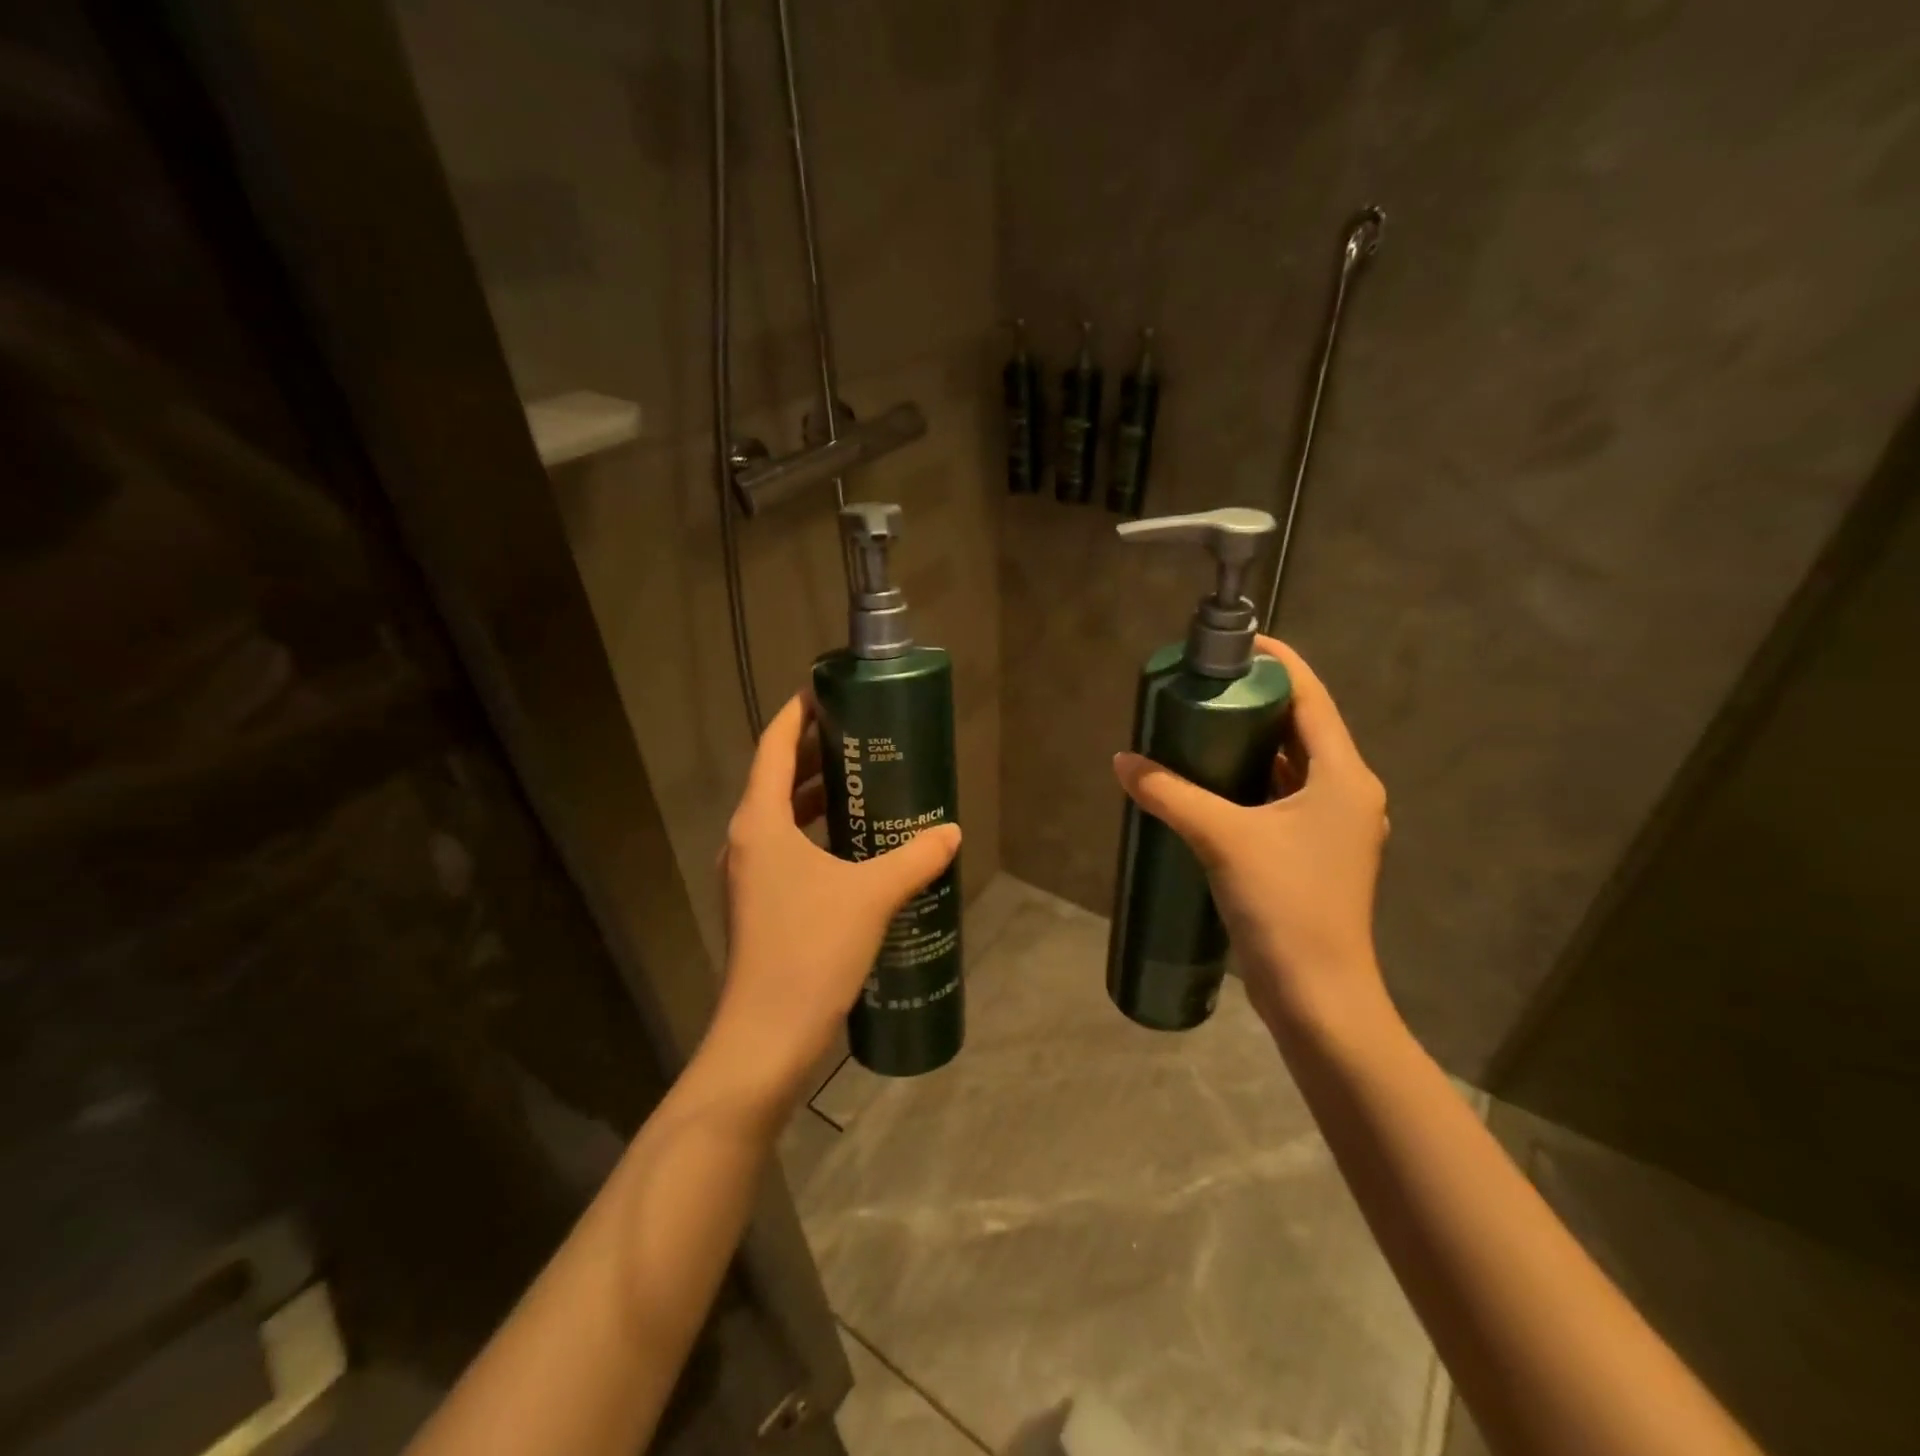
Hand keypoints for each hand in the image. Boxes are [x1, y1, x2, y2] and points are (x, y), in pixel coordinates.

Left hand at [708, 694, 961, 1106]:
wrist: (766, 1038)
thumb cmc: (811, 950)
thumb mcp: (872, 896)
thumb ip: (914, 858)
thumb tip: (951, 832)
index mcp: (760, 823)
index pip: (773, 746)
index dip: (797, 714)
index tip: (828, 693)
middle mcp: (746, 841)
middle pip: (775, 777)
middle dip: (814, 753)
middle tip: (861, 738)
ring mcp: (749, 876)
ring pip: (781, 817)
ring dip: (816, 796)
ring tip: (864, 786)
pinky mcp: (760, 905)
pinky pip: (787, 850)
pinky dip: (816, 834)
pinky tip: (855, 848)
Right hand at [1112, 637, 1392, 1036]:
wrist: (1318, 995)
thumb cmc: (1285, 905)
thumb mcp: (1222, 839)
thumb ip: (1170, 794)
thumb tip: (1122, 762)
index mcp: (1344, 776)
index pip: (1312, 697)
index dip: (1279, 663)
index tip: (1238, 643)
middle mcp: (1348, 793)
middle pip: (1302, 729)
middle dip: (1256, 705)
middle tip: (1205, 688)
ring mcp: (1335, 827)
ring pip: (1292, 767)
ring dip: (1253, 746)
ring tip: (1202, 728)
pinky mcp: (1316, 855)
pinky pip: (1284, 800)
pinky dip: (1252, 784)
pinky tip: (1213, 785)